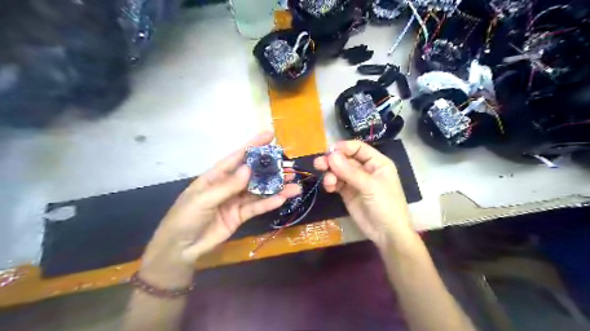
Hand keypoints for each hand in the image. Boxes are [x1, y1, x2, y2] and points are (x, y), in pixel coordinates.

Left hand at [141, 131, 301, 285]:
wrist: (181, 249)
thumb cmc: (185, 218)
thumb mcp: (203, 199)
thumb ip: (227, 186)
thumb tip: (248, 168)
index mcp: (216, 176)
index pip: (237, 157)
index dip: (253, 145)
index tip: (270, 136)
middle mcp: (229, 185)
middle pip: (253, 174)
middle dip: (271, 169)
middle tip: (290, 166)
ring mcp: (236, 201)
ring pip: (259, 191)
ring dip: (276, 188)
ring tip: (294, 185)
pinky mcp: (240, 216)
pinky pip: (257, 207)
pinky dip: (269, 203)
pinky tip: (282, 199)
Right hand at [314, 140, 414, 250]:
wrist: (387, 234)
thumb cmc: (386, 205)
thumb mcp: (370, 186)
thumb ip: (349, 171)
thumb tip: (331, 155)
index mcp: (377, 163)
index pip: (358, 148)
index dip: (344, 148)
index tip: (329, 151)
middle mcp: (365, 169)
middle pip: (345, 159)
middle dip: (332, 161)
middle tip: (319, 164)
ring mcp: (355, 181)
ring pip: (339, 171)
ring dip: (330, 173)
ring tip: (327, 182)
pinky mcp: (347, 193)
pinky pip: (336, 183)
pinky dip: (331, 183)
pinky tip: (329, 187)